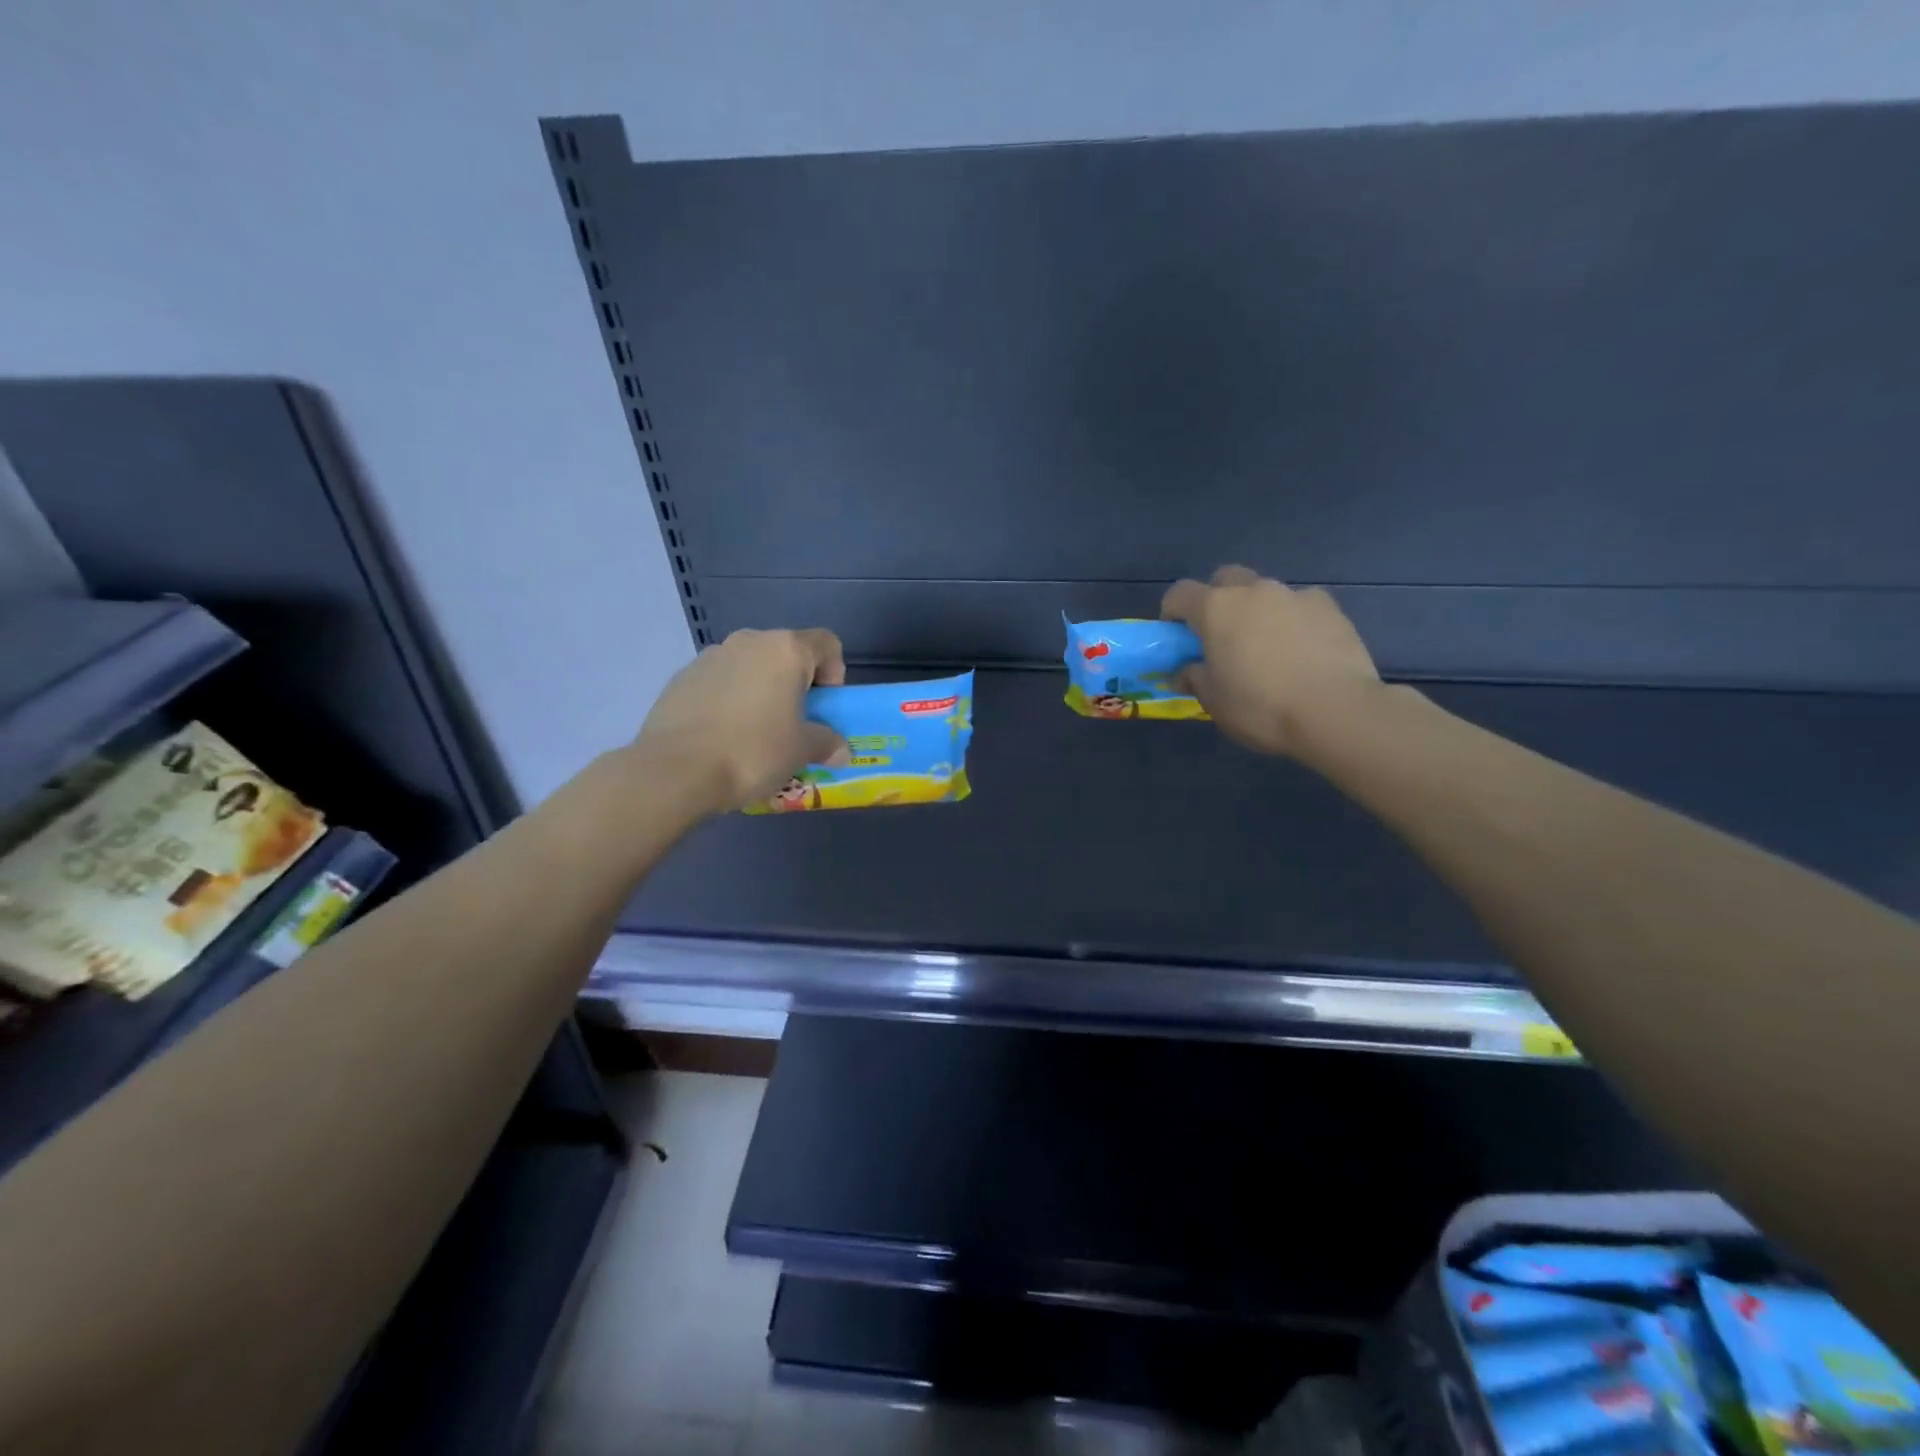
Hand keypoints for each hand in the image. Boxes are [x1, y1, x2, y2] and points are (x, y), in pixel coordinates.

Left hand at [632, 628, 850, 811]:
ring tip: (755, 732)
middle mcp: (749, 641)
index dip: (835, 673)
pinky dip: (729, 700)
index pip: (827, 644)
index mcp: (786, 650)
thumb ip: (827, 743)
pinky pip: (719, 682)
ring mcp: (710, 656)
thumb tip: (841, 750)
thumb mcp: (802, 751)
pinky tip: (722, 736)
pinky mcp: (681, 678)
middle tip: (794, 723)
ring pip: (750, 667)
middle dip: (795, 684)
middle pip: (786, 653)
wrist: (675, 770)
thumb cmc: (753, 751)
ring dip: (761, 691)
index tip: (825, 707)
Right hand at [1161, 566, 1382, 757]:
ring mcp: (1294, 595)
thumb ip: (1195, 678)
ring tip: (1267, 648)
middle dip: (1217, 600)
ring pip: (1265, 592)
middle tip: (1221, 636)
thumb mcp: (1214, 701)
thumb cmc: (1260, 707)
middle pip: (1225, 579)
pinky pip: (1300, 606)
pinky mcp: (1329, 607)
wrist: (1336, 711)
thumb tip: (1186, 671)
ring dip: (1257, 611)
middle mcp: (1253, 591)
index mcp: (1216, 608)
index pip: (1180, 594)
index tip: (1176, 638)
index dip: (1172, 613)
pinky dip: (1293, 621)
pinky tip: (1302, 651)